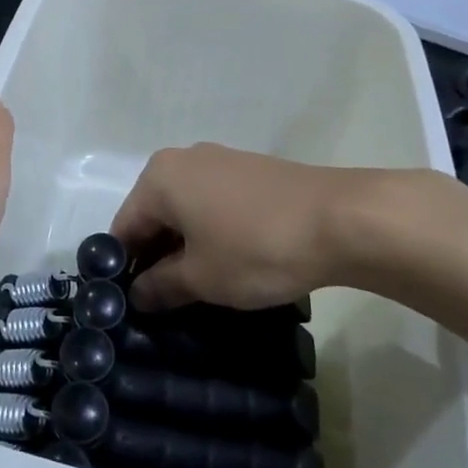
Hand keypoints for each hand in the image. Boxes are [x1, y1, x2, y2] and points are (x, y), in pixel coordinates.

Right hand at [113, 144, 467, 311]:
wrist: (343, 219)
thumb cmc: (257, 248)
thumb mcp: (202, 278)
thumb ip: (160, 286)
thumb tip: (136, 294)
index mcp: (158, 178)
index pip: (124, 228)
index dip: (124, 270)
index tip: (132, 307)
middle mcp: (182, 160)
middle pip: (153, 215)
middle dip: (155, 258)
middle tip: (165, 303)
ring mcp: (219, 161)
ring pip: (185, 210)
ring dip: (184, 247)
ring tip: (199, 287)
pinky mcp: (250, 170)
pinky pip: (213, 203)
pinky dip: (211, 232)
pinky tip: (230, 261)